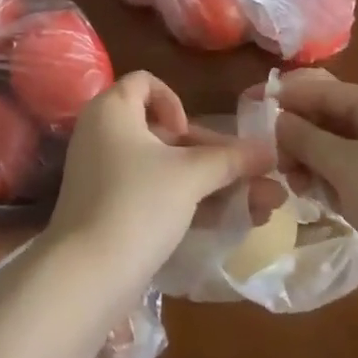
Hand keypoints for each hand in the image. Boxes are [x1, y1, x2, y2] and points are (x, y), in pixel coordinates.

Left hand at [48, 72, 275, 294]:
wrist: (86, 275)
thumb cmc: (137, 203)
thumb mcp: (189, 176)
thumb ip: (231, 160)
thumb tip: (270, 150)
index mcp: (112, 109)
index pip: (145, 82)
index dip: (174, 101)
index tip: (187, 134)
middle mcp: (102, 133)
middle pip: (163, 131)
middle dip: (214, 155)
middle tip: (253, 177)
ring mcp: (103, 174)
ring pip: (164, 168)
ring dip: (210, 183)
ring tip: (263, 206)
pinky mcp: (108, 209)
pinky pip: (152, 193)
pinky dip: (187, 202)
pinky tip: (229, 223)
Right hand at [274, 69, 357, 314]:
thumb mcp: (347, 166)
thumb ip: (306, 139)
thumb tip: (277, 119)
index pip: (326, 90)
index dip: (289, 96)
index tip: (251, 105)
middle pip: (330, 120)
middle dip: (298, 134)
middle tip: (269, 155)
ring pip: (336, 151)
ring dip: (310, 162)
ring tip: (290, 182)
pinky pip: (349, 177)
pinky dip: (329, 183)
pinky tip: (311, 198)